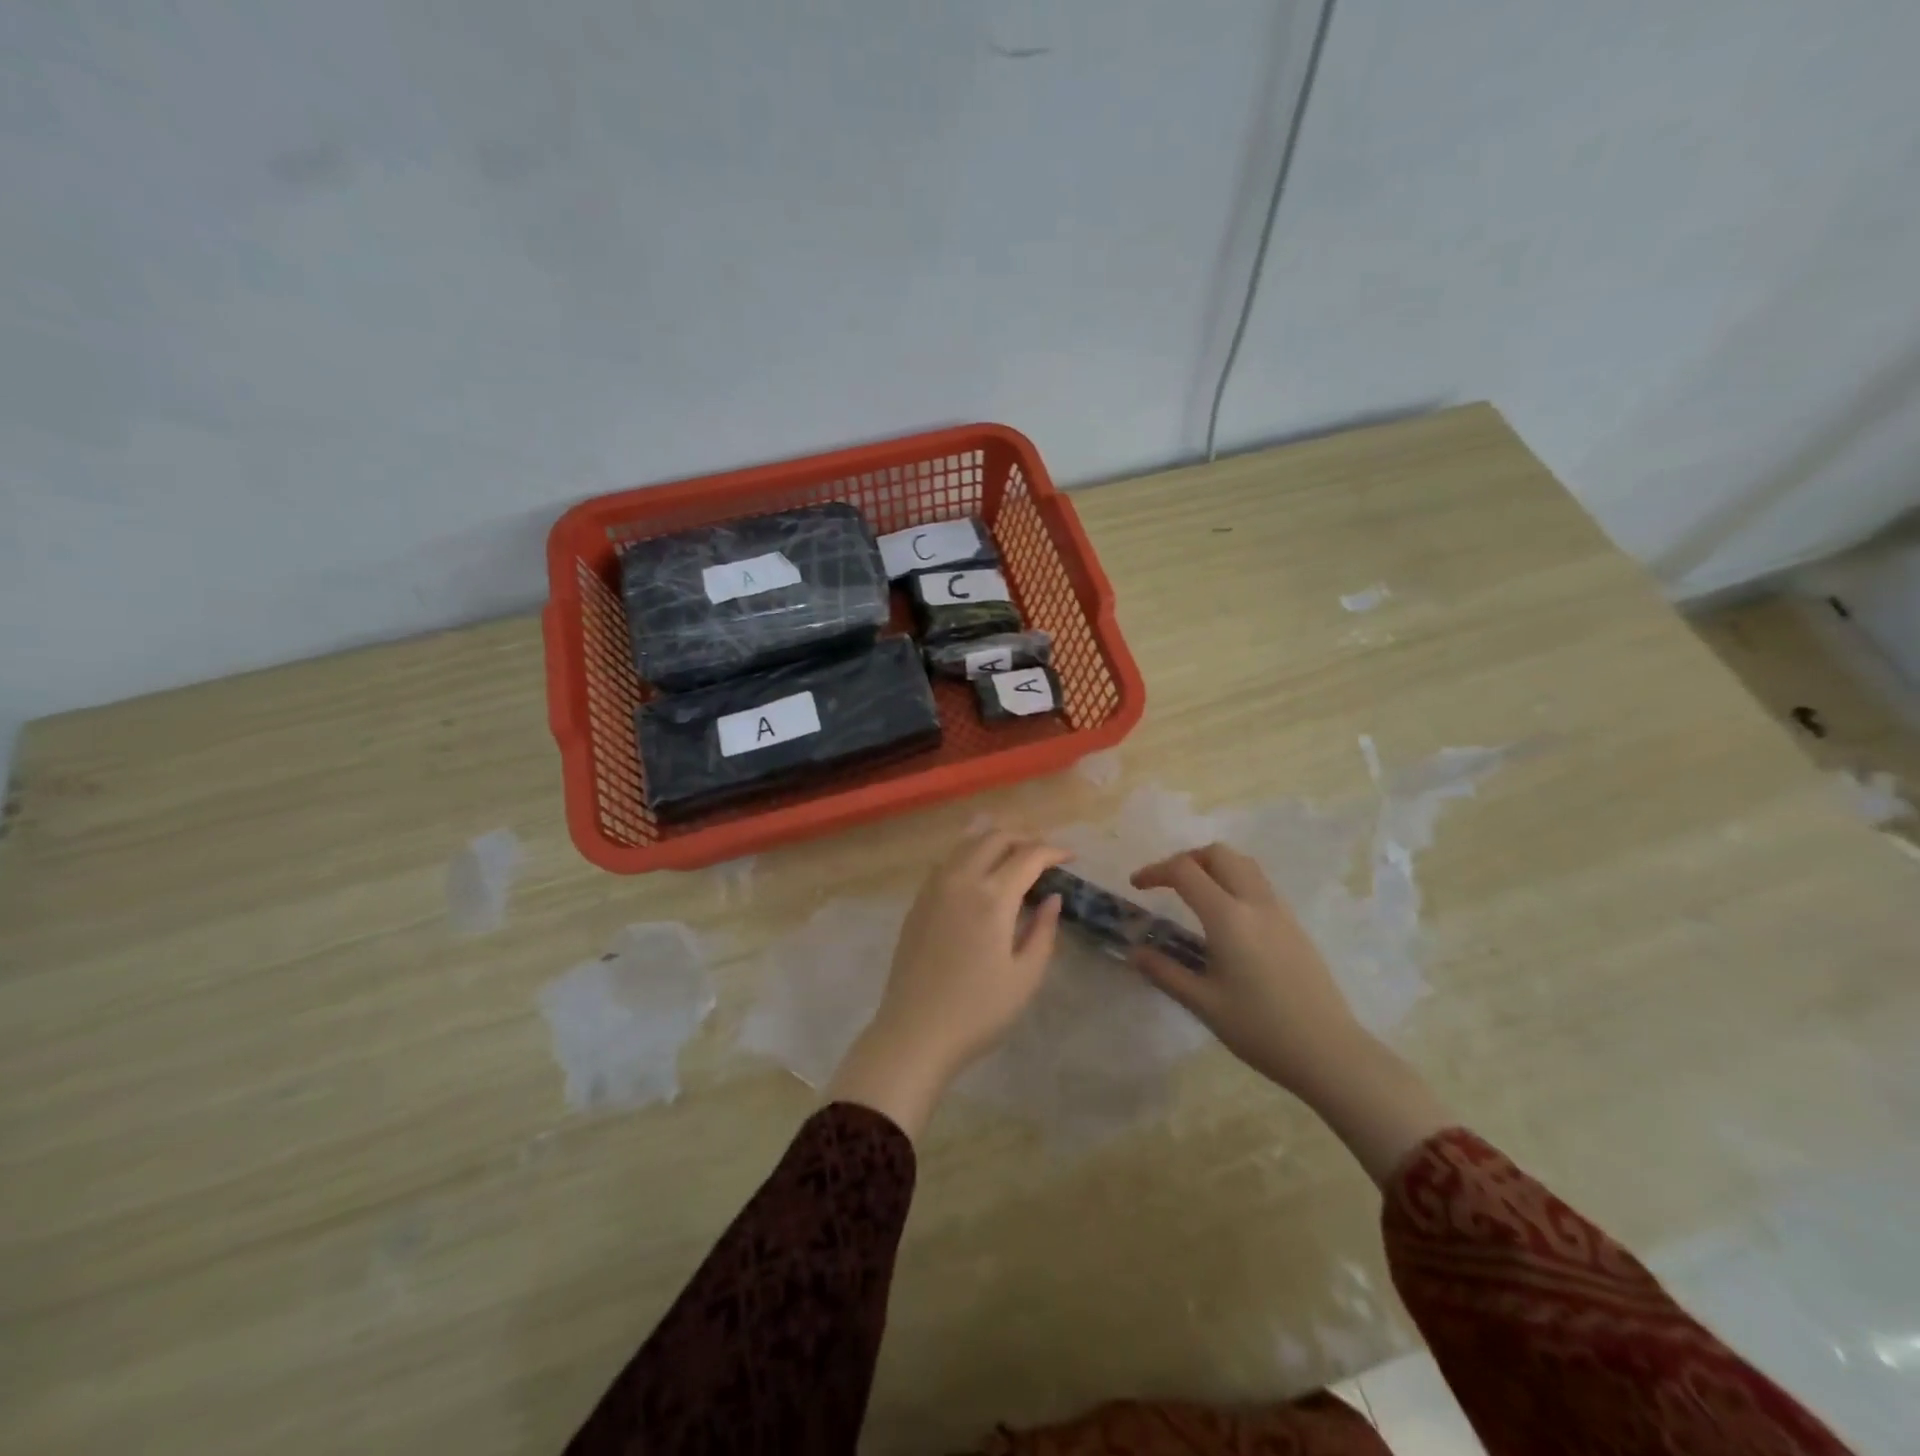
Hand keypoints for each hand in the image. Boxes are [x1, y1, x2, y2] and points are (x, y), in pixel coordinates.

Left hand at [827, 827, 1066, 1138]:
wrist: (915, 1031)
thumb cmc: (978, 1011)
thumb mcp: (1025, 977)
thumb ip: (1043, 931)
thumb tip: (1053, 899)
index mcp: (992, 898)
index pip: (1028, 856)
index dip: (1053, 851)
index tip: (1071, 857)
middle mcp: (960, 880)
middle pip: (995, 837)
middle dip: (1025, 836)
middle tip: (1044, 852)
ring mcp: (934, 887)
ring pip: (966, 842)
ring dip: (994, 838)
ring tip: (1015, 853)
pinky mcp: (918, 901)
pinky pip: (947, 860)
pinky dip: (969, 853)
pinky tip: (979, 870)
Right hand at [1131, 843, 1451, 1185]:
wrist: (1329, 1051)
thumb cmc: (1260, 1029)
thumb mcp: (1203, 1004)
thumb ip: (1165, 972)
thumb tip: (1135, 952)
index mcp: (1228, 918)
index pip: (1185, 871)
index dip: (1155, 871)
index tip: (1136, 886)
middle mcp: (1255, 903)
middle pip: (1218, 854)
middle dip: (1186, 859)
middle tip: (1166, 883)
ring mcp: (1280, 912)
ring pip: (1243, 864)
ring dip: (1213, 866)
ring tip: (1193, 892)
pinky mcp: (1294, 926)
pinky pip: (1259, 885)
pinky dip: (1234, 882)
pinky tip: (1226, 918)